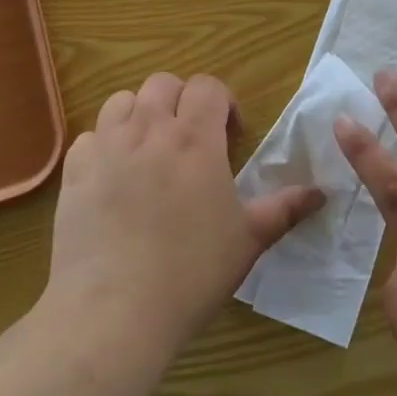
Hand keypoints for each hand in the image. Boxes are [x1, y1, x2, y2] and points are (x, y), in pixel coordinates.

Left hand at [48, 72, 322, 354]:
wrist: (114, 311)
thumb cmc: (191, 273)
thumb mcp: (248, 240)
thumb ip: (285, 209)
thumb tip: (322, 193)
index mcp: (195, 138)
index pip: (208, 86)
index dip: (223, 104)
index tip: (230, 138)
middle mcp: (149, 129)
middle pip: (163, 83)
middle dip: (181, 102)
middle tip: (191, 141)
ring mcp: (106, 147)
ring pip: (122, 101)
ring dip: (140, 115)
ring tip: (150, 150)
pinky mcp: (74, 171)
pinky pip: (90, 136)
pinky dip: (105, 145)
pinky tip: (114, 177)